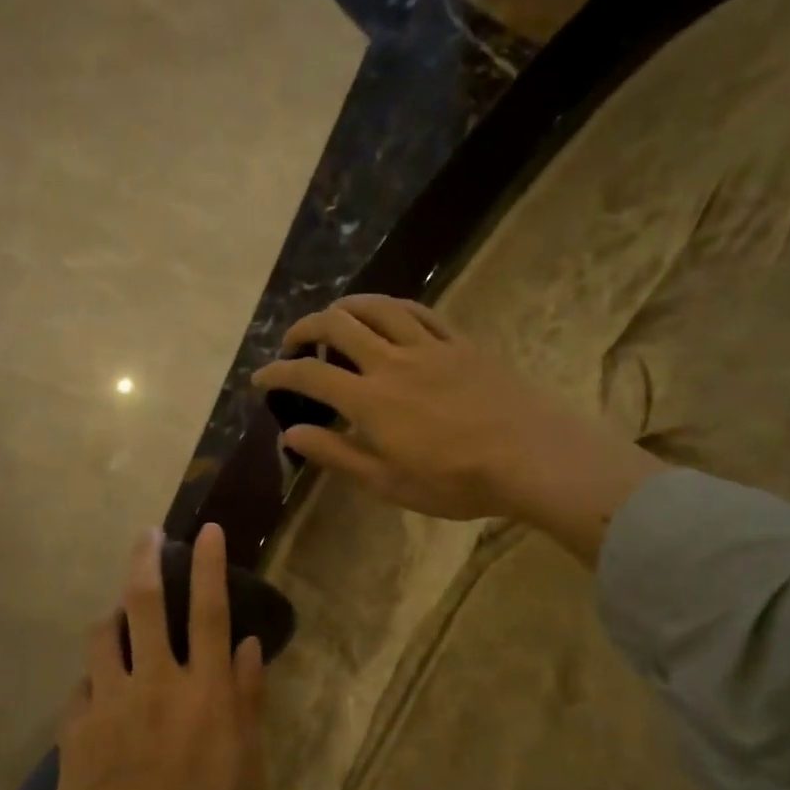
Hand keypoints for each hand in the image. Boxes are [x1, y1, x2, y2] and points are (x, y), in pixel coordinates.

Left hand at [18, 524, 266, 789]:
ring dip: (114, 614)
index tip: (204, 529)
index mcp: (207, 696)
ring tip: (121, 614)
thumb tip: (249, 646)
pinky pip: (83, 684)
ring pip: (103, 635)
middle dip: (145, 558)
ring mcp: (108, 705)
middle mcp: (156, 686)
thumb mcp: (249, 774)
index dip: (208, 565)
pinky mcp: (74, 730)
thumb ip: (249, 703)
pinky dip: (96, 676)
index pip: (211, 612)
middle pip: (145, 603)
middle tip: (146, 534)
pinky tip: (103, 689)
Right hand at [249, 295, 665, 561]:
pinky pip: (420, 312)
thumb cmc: (455, 481)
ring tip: (334, 318)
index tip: (260, 378)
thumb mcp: (387, 482)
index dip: (278, 373)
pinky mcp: (461, 343)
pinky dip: (393, 308)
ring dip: (346, 306)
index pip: (310, 375)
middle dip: (305, 327)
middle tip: (293, 343)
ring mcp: (429, 346)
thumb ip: (337, 454)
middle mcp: (392, 361)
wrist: (530, 456)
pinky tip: (388, 314)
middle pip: (338, 325)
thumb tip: (290, 434)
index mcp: (369, 399)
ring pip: (378, 308)